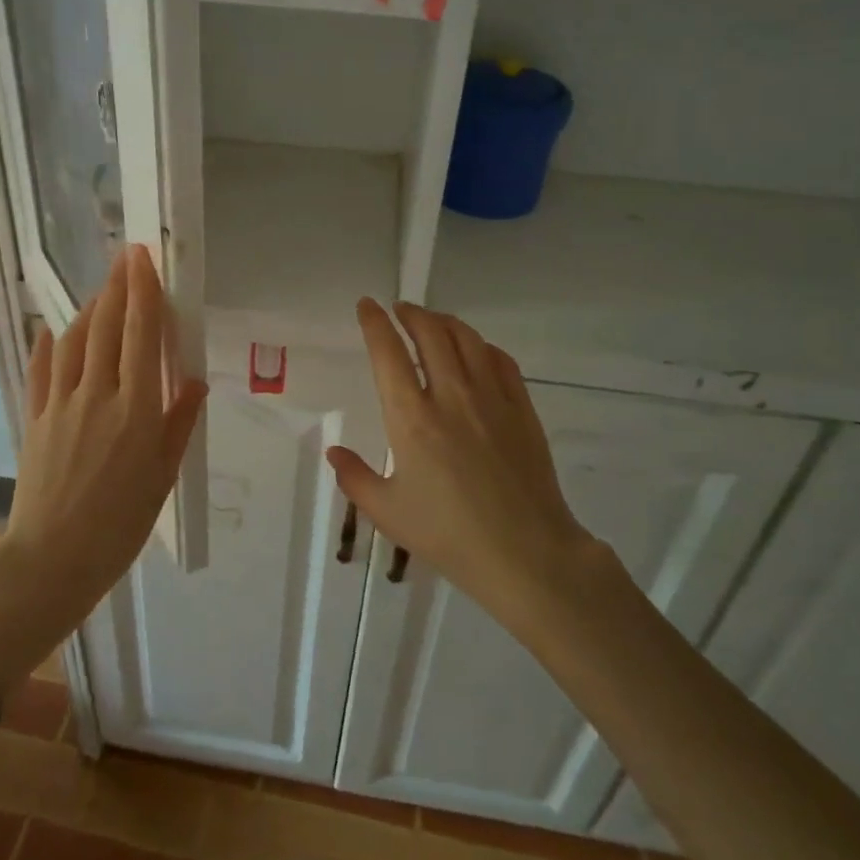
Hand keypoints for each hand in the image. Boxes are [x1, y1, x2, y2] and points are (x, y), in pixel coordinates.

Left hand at [0, 245, 205, 693]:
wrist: (53, 559)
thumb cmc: (120, 524)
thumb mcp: (163, 476)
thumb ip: (179, 422)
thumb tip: (192, 379)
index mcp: (135, 408)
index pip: (140, 334)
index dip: (143, 291)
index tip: (144, 259)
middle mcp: (97, 394)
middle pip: (106, 326)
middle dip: (117, 286)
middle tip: (125, 258)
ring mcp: (61, 403)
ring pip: (74, 340)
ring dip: (89, 309)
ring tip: (101, 293)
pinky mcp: (35, 417)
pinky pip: (42, 369)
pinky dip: (49, 344)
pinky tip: (52, 330)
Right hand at [325, 299, 592, 628]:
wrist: (526, 554)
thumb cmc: (448, 534)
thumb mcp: (387, 512)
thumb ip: (354, 477)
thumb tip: (334, 452)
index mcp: (411, 418)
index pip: (388, 353)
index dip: (374, 323)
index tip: (367, 306)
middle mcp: (450, 396)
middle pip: (430, 333)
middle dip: (411, 313)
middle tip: (399, 310)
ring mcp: (491, 398)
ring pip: (467, 339)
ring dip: (444, 322)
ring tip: (433, 322)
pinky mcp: (522, 409)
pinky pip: (500, 360)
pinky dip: (481, 346)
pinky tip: (476, 352)